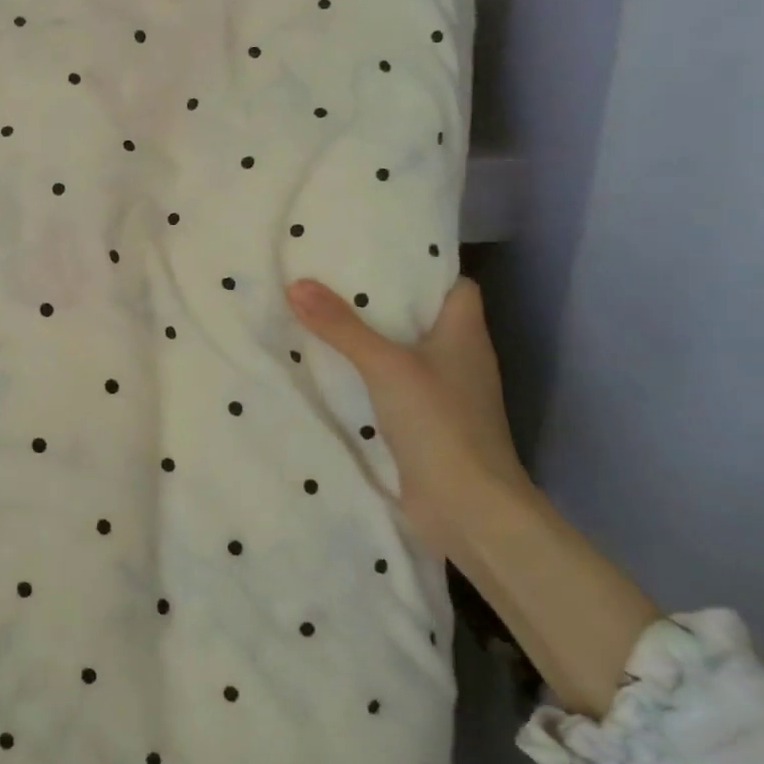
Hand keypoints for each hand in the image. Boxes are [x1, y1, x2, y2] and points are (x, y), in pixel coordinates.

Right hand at [286, 276, 528, 557]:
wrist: (468, 508)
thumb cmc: (440, 422)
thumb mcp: (385, 365)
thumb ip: (341, 326)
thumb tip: (296, 284)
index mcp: (464, 333)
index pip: (454, 284)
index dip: (422, 269)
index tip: (377, 254)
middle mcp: (458, 359)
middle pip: (421, 317)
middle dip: (380, 301)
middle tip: (331, 280)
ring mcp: (442, 394)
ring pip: (403, 353)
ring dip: (369, 340)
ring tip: (320, 316)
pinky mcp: (423, 425)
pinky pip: (390, 387)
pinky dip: (365, 377)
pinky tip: (330, 371)